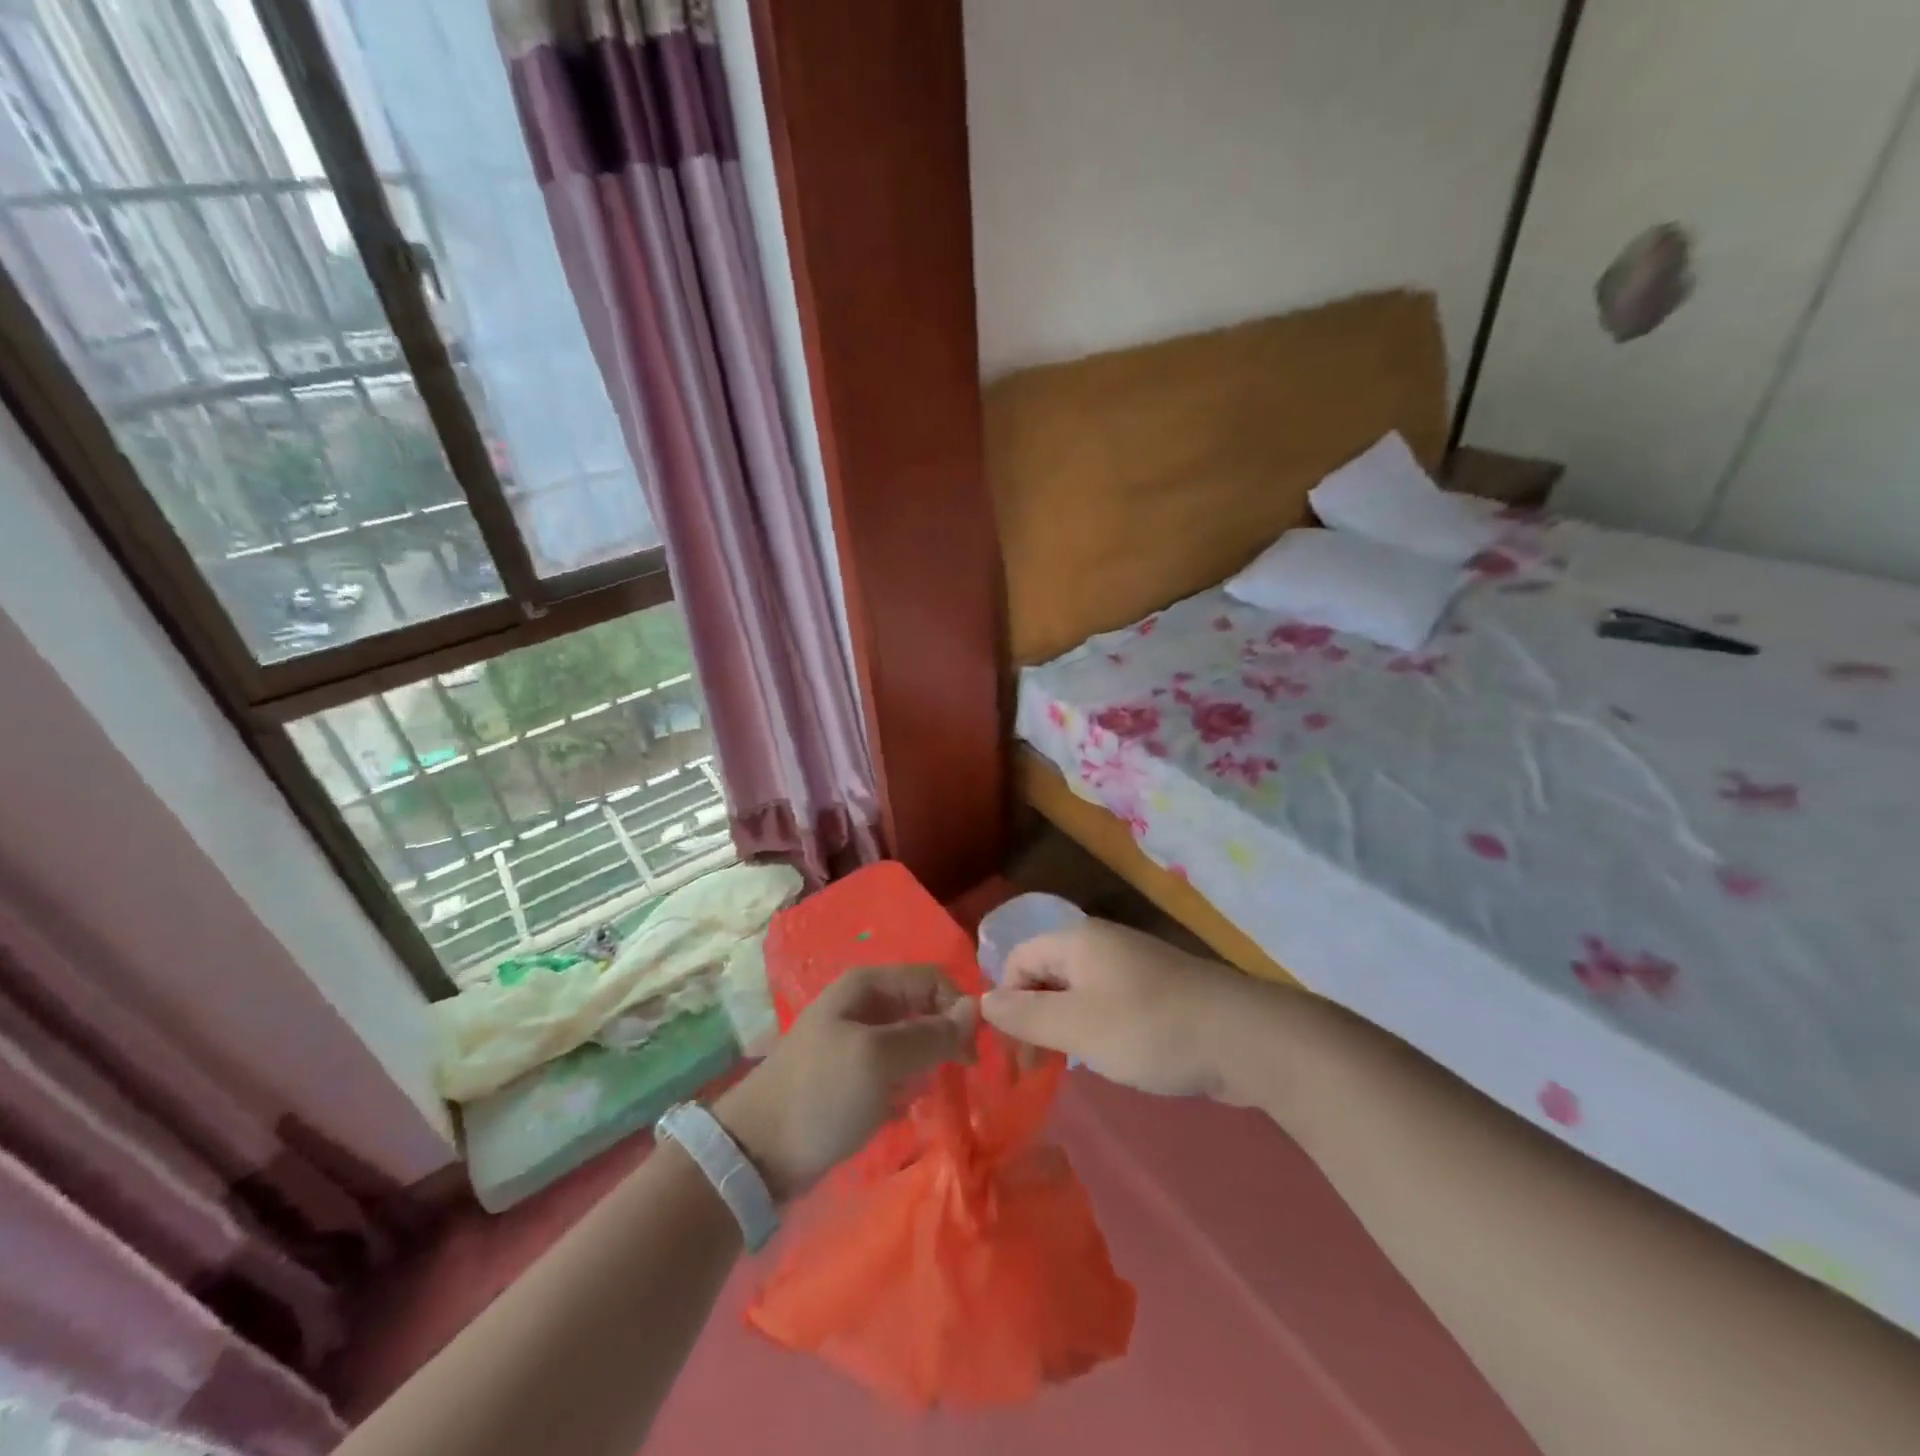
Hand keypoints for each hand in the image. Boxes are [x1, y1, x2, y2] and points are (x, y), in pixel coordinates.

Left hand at [715, 964, 976, 1201]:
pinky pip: (896, 1070)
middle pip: (924, 1009)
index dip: (958, 1009)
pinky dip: (907, 1086)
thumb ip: (931, 1034)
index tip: (973, 1053)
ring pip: (912, 1042)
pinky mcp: (853, 1076)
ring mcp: (857, 1041)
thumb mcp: (879, 1059)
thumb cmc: (821, 1094)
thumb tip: (976, 1009)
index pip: (933, 980)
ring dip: (928, 1066)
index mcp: (867, 985)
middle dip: (945, 1039)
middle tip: (962, 1077)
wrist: (757, 1154)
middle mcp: (864, 1004)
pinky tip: (905, 1109)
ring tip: (930, 1095)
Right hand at [980, 919, 1253, 1098]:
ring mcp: (1134, 964)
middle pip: (1047, 973)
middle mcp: (1102, 943)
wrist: (1243, 1037)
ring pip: (1079, 991)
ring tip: (1071, 1067)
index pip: (1018, 959)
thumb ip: (1025, 1015)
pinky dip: (1098, 1029)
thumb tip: (983, 1001)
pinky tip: (1111, 1058)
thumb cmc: (1148, 1028)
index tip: (1014, 1052)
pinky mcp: (1159, 989)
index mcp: (1077, 941)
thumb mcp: (1077, 1027)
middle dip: (1033, 1018)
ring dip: (1065, 1027)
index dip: (1006, 1001)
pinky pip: (1110, 1002)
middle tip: (1036, 1069)